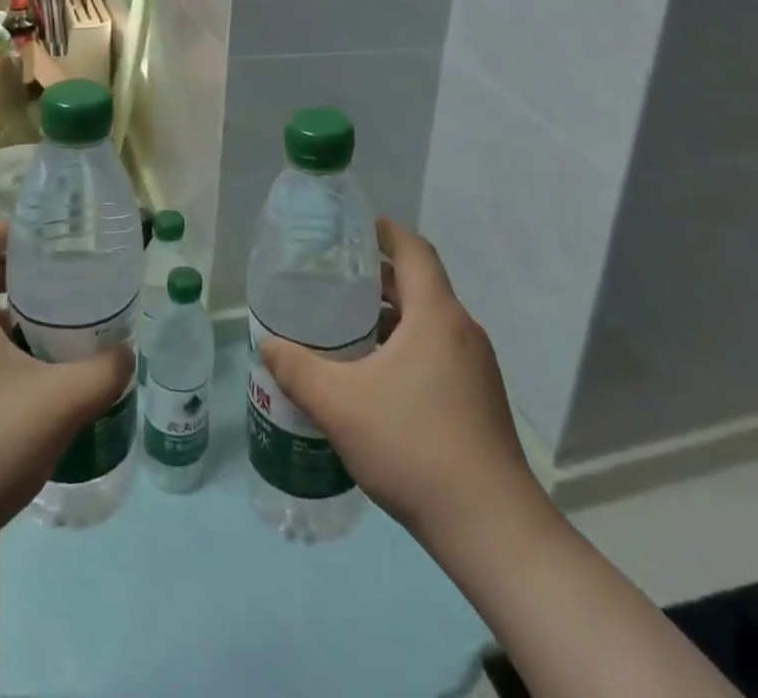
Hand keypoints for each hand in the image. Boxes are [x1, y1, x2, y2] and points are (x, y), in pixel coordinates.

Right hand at [258, 218, 544, 542]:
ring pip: (430, 322)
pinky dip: (408, 346)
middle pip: (420, 285)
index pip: (415, 251)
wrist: (492, 529)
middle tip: (336, 281)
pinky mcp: (481, 400)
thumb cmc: (414, 446)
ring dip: (393, 316)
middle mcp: (462, 331)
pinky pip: (439, 352)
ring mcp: (477, 368)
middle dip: (380, 278)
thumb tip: (266, 343)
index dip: (387, 232)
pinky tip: (377, 377)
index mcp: (436, 315)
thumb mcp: (340, 404)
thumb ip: (297, 369)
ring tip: (349, 328)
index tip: (358, 228)